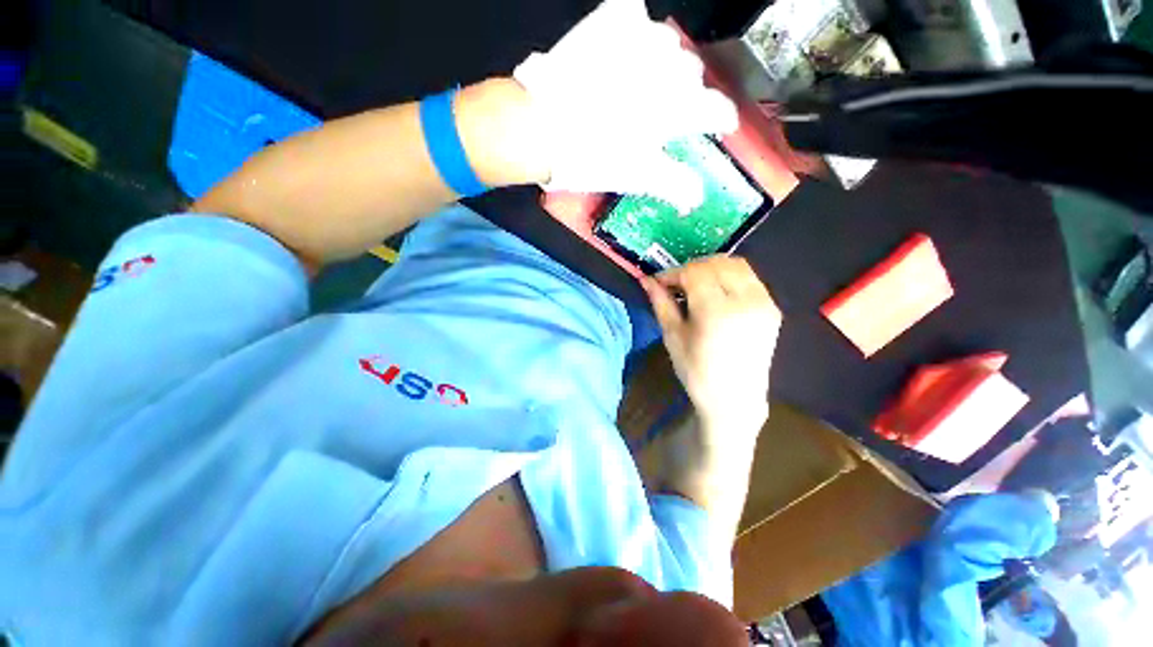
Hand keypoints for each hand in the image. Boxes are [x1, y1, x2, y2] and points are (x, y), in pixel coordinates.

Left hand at [513, 0, 738, 211]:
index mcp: (677, 108)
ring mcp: (640, 38)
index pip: (716, 109)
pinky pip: (633, 14)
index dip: (720, 119)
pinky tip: (622, 52)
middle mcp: (668, 67)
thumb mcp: (636, 177)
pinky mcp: (611, 19)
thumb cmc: (591, 157)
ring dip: (660, 65)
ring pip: (668, 47)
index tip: (719, 125)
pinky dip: (632, 32)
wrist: (540, 127)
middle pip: (692, 77)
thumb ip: (673, 184)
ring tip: (640, 84)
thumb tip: (695, 198)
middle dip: (683, 96)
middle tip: (662, 113)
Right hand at [642, 257, 779, 434]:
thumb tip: (646, 280)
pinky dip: (729, 276)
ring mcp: (764, 303)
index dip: (673, 273)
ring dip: (712, 267)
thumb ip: (661, 303)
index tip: (660, 282)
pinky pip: (750, 278)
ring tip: (696, 284)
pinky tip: (717, 292)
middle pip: (716, 263)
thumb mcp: (673, 336)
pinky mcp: (773, 308)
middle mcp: (745, 301)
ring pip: (736, 264)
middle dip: (691, 268)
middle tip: (676, 284)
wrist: (734, 400)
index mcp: (716, 312)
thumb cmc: (697, 372)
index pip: (694, 272)